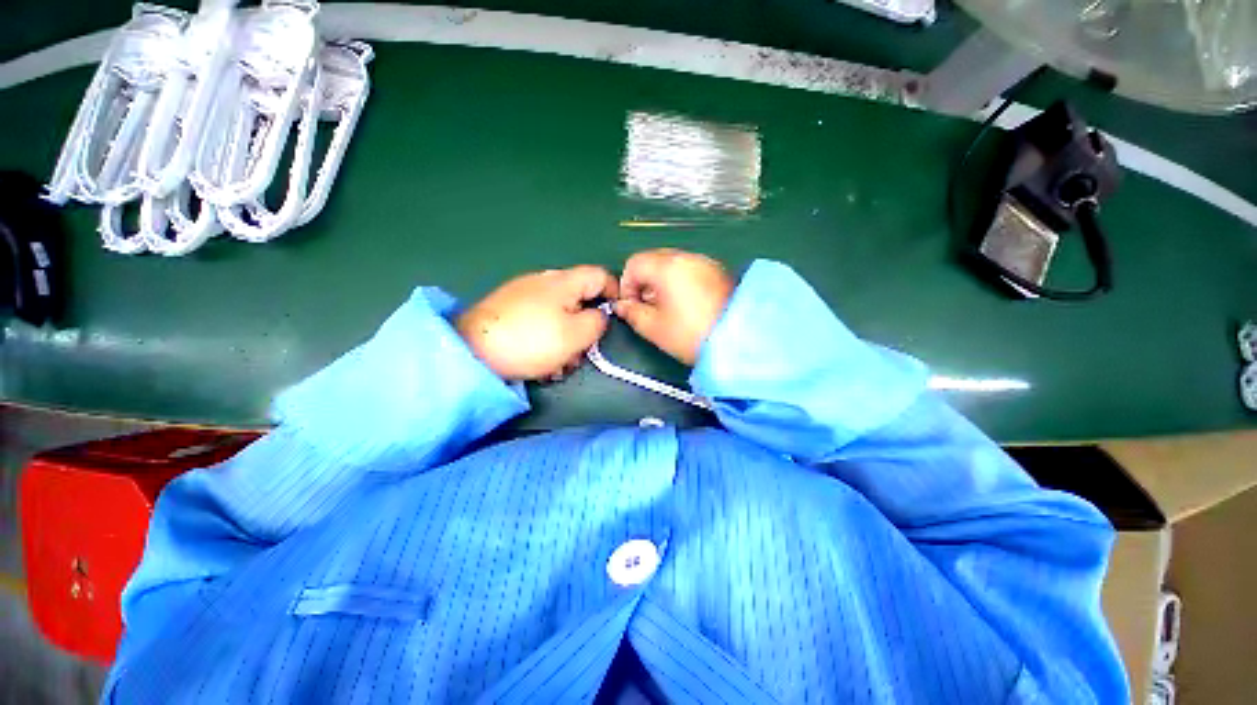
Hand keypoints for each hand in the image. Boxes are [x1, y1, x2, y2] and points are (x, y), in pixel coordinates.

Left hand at [457, 266, 617, 380]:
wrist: (471, 350)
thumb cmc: (532, 341)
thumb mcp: (576, 336)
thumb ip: (597, 322)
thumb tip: (599, 315)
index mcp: (563, 282)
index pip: (599, 275)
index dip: (614, 292)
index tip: (615, 317)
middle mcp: (543, 281)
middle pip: (578, 298)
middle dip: (585, 326)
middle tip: (581, 352)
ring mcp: (523, 294)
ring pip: (559, 313)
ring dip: (566, 338)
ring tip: (557, 364)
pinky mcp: (508, 309)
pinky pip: (539, 319)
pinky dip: (546, 337)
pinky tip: (539, 360)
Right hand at [615, 249, 734, 364]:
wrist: (741, 341)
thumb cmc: (692, 335)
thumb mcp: (654, 328)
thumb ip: (632, 313)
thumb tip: (622, 305)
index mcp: (667, 266)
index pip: (634, 263)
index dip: (626, 285)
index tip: (631, 306)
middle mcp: (686, 257)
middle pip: (653, 260)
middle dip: (643, 282)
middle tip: (647, 307)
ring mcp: (705, 262)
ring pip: (672, 264)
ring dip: (661, 282)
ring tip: (666, 308)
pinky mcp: (718, 271)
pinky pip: (689, 269)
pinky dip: (679, 282)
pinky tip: (685, 305)